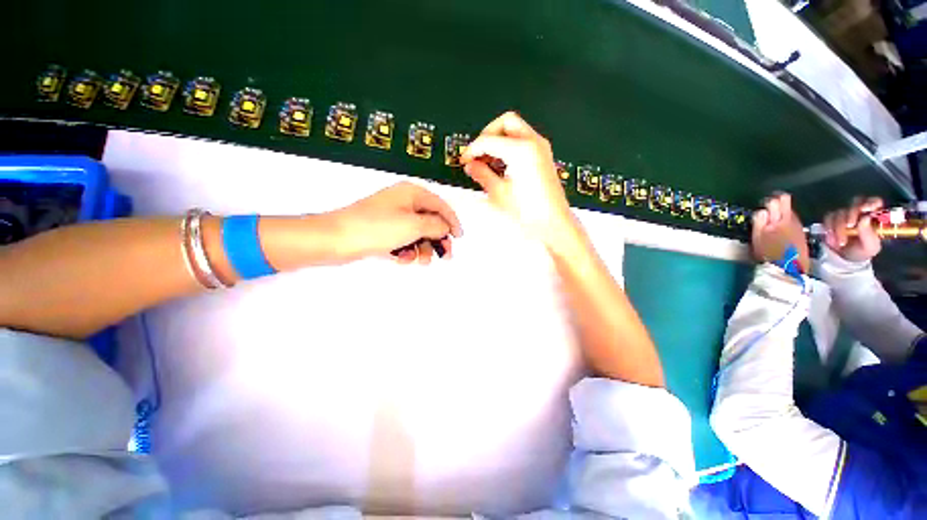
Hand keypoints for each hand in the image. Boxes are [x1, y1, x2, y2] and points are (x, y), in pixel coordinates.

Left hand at [329, 182, 462, 264]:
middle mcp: (403, 202)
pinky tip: (401, 259)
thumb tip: (445, 226)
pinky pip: (403, 240)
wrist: (335, 239)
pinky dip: (406, 250)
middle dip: (436, 239)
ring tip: (418, 260)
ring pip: (417, 233)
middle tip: (444, 255)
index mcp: (412, 193)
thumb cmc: (376, 228)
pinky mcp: (383, 231)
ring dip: (421, 248)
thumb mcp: (414, 225)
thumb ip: (436, 225)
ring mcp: (392, 217)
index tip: (459, 237)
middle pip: (430, 221)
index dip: (452, 221)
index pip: (441, 205)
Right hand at [460, 112, 574, 247]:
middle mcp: (533, 142)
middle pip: (506, 122)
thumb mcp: (499, 193)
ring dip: (499, 140)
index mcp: (521, 150)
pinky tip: (501, 166)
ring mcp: (541, 148)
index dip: (472, 149)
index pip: (488, 140)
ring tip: (488, 162)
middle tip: (478, 154)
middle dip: (488, 135)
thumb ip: (482, 175)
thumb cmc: (528, 211)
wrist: (553, 223)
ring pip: (516, 129)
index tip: (464, 160)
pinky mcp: (544, 156)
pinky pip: (524, 141)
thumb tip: (470, 165)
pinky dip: (510, 147)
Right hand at [751, 193, 809, 272]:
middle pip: (784, 200)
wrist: (789, 268)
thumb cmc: (769, 254)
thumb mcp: (757, 239)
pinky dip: (786, 219)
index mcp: (776, 220)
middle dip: (776, 202)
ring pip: (789, 208)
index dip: (766, 204)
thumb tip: (761, 211)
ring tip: (774, 220)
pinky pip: (792, 217)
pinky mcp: (801, 229)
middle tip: (770, 208)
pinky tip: (781, 228)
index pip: (772, 202)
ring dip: (781, 211)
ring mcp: (796, 223)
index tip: (762, 209)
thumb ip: (759, 222)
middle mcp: (789, 218)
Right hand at [823, 197, 882, 261]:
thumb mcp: (870, 247)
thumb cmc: (862, 251)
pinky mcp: (832, 219)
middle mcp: (859, 212)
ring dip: (839, 228)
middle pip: (855, 203)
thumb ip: (869, 234)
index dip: (870, 203)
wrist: (845, 259)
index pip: (874, 202)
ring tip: (841, 242)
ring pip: (840, 213)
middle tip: (849, 225)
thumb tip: (865, 218)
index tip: (865, 209)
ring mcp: (845, 215)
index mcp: (873, 216)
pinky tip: (832, 239)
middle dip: (852, 213)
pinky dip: (829, 229)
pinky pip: (828, 218)